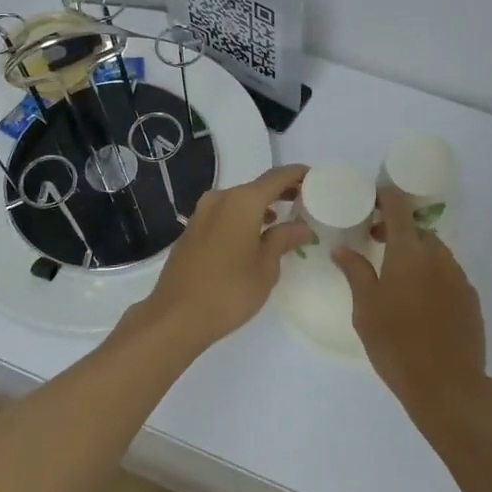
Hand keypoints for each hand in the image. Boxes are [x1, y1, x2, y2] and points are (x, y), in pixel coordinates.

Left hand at [124, 164, 314, 353]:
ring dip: (260, 206)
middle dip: (280, 191)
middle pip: (257, 187)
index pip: (277, 177)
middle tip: (304, 201)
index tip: (315, 178)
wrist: (176, 317)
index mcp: (242, 202)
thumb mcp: (266, 267)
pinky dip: (242, 218)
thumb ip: (284, 239)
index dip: (298, 174)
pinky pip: (224, 214)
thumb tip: (302, 227)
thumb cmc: (229, 291)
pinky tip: (252, 237)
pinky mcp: (191, 231)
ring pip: (238, 201)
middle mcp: (220, 199)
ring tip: (280, 221)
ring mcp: (201, 214)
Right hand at [333, 187, 487, 412]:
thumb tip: (342, 249)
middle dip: (397, 229)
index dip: (385, 197)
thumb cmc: (396, 345)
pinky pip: (448, 273)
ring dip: (416, 253)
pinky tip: (420, 300)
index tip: (371, 202)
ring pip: (435, 251)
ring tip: (398, 275)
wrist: (448, 386)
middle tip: (376, 243)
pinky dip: (432, 274)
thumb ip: (355, 272)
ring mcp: (459, 276)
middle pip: (417, 229)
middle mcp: (437, 256)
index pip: (398, 207)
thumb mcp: (365, 310)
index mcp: (408, 252)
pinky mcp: (471, 298)